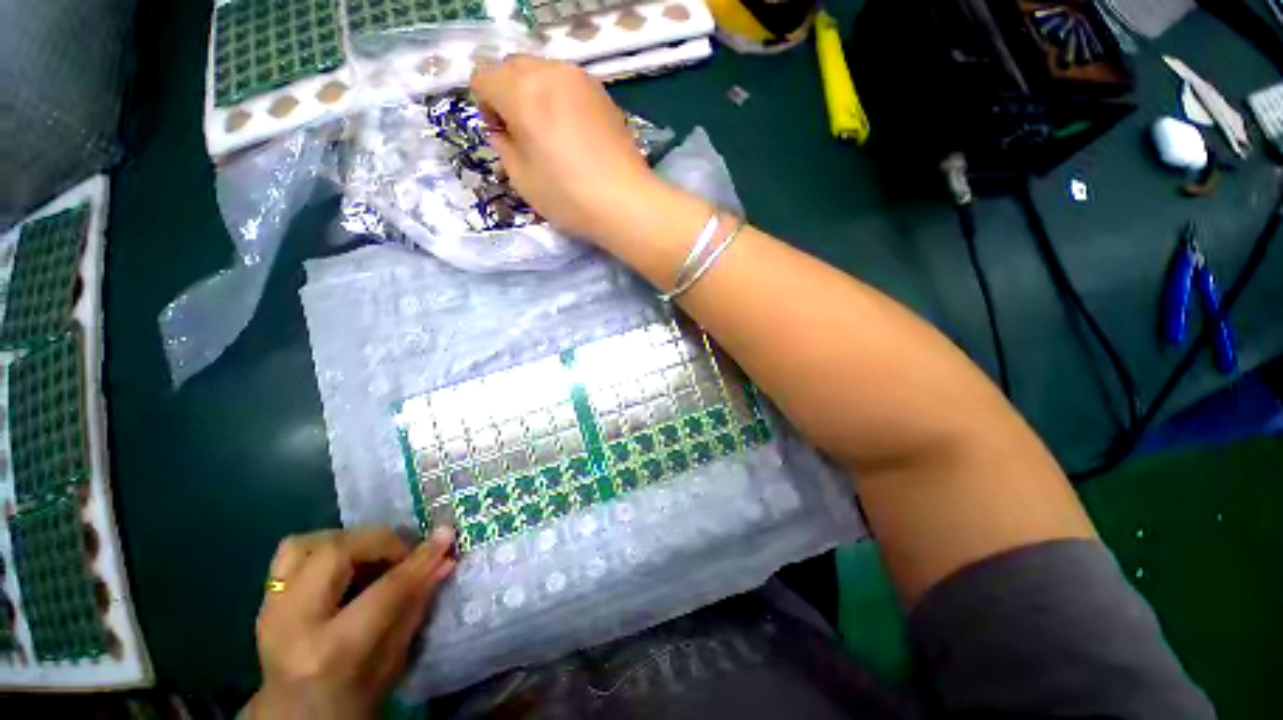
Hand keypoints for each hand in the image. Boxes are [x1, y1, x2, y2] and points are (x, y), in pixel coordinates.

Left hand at [250, 527, 455, 718]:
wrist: (294, 719)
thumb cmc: (352, 700)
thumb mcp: (393, 662)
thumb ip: (416, 606)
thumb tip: (445, 560)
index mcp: (331, 650)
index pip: (384, 590)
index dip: (420, 560)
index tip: (446, 536)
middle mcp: (293, 622)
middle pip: (336, 552)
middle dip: (380, 541)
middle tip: (404, 552)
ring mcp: (271, 609)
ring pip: (306, 544)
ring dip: (348, 541)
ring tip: (372, 555)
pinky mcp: (265, 600)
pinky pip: (292, 553)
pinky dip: (324, 548)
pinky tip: (346, 564)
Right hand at [470, 55, 663, 241]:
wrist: (626, 202)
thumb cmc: (570, 196)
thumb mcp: (522, 179)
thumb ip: (503, 145)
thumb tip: (502, 129)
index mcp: (522, 92)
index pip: (483, 76)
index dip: (485, 105)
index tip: (503, 135)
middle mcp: (550, 72)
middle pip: (513, 67)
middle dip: (509, 95)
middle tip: (525, 134)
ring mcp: (581, 79)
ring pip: (543, 71)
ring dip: (536, 94)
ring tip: (552, 134)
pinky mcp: (603, 93)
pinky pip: (569, 84)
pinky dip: (561, 99)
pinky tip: (575, 134)